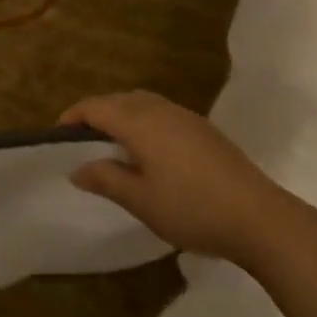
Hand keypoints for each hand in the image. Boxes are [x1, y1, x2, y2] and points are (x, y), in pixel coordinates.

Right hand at [62, 91, 293, 261]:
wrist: (259, 217)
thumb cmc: (192, 209)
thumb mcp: (140, 200)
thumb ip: (106, 180)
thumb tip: (77, 169)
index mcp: (140, 122)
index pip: (97, 107)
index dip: (74, 116)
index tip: (58, 135)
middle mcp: (161, 110)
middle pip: (120, 99)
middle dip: (97, 113)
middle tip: (82, 141)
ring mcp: (187, 117)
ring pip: (143, 103)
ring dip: (122, 115)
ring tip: (113, 144)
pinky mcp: (205, 130)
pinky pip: (162, 112)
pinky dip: (144, 120)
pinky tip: (150, 151)